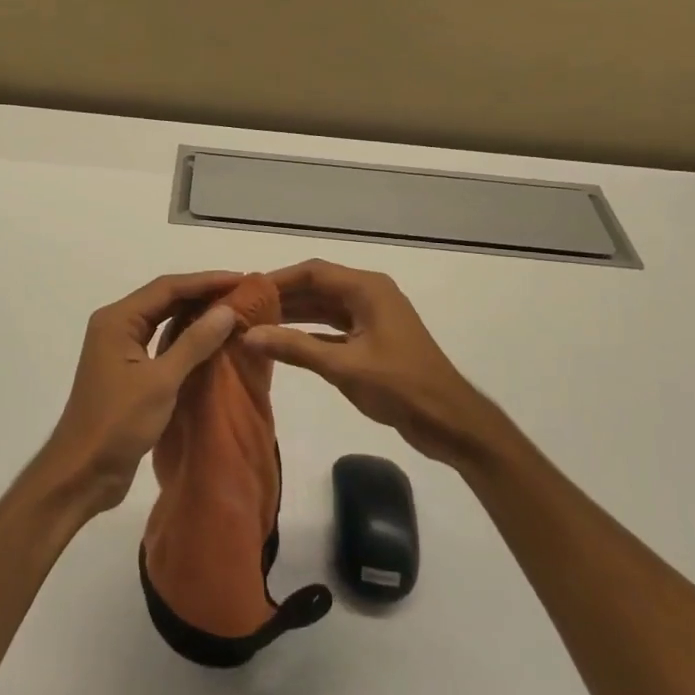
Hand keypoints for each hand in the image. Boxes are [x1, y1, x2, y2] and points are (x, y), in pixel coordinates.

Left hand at [38, 272, 242, 514]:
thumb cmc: (118, 423)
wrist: (82, 473)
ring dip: (194, 315)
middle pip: (164, 299)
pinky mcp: (128, 372)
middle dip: (201, 294)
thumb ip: (194, 343)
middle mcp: (116, 327)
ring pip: (162, 320)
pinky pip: (161, 343)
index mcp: (117, 320)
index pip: (167, 288)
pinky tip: (210, 342)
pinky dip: (185, 339)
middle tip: (241, 294)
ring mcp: (120, 350)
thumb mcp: (161, 381)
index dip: (205, 281)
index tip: (241, 279)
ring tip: (231, 312)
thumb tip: (226, 310)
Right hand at [243, 259, 507, 467]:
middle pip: (318, 287)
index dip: (278, 279)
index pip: (314, 272)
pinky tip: (283, 343)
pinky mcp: (372, 340)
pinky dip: (309, 333)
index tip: (245, 291)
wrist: (450, 422)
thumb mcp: (344, 367)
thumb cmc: (401, 387)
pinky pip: (333, 328)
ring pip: (325, 308)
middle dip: (283, 296)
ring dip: (294, 315)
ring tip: (256, 324)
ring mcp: (372, 318)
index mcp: (367, 289)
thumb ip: (296, 348)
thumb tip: (248, 335)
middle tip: (244, 309)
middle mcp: (369, 295)